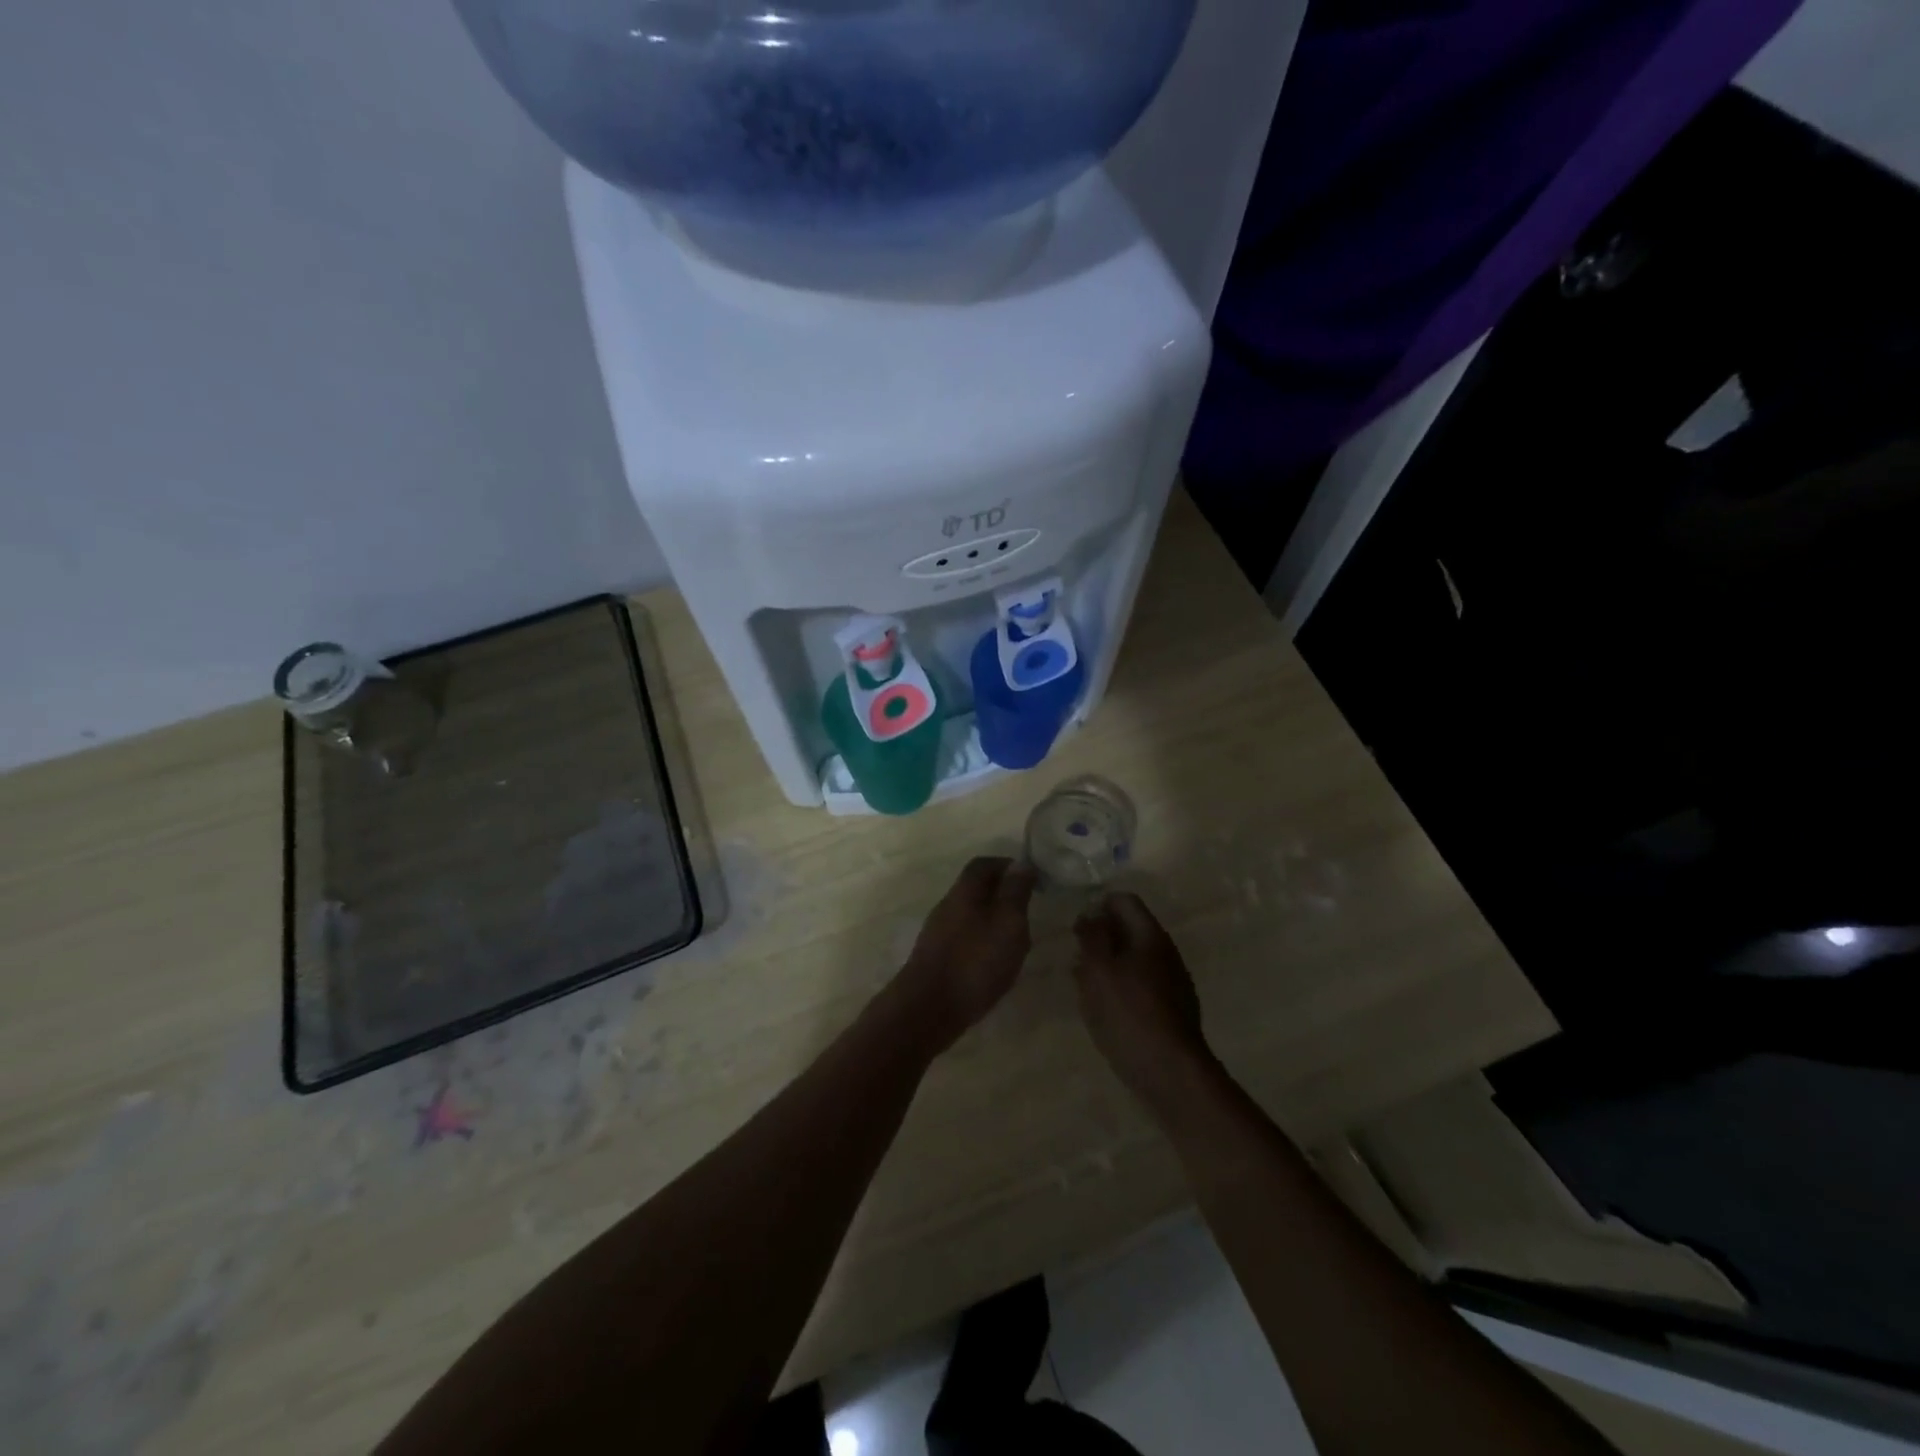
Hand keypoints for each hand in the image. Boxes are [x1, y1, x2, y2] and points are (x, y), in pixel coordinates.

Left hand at [894, 857, 1037, 1052]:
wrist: (928, 1010)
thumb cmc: (975, 962)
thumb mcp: (1007, 923)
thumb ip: (1015, 892)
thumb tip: (1021, 862)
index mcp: (964, 891)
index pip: (984, 864)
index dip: (1007, 865)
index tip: (1031, 877)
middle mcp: (947, 906)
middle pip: (975, 889)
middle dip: (1002, 893)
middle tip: (1028, 909)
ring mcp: (938, 933)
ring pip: (971, 915)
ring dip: (994, 920)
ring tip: (1017, 940)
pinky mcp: (936, 958)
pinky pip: (965, 938)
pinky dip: (983, 942)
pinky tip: (995, 963)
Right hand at [1072, 893, 1215, 1108]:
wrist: (1170, 1072)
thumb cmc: (1129, 1013)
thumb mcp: (1099, 969)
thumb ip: (1092, 936)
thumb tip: (1090, 913)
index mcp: (1150, 936)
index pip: (1124, 900)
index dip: (1097, 905)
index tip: (1076, 926)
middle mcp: (1166, 952)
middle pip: (1129, 929)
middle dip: (1100, 937)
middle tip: (1075, 956)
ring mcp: (1172, 981)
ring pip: (1133, 958)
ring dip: (1107, 963)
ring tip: (1082, 983)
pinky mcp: (1171, 1008)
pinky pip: (1140, 984)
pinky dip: (1119, 986)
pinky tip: (1103, 1008)